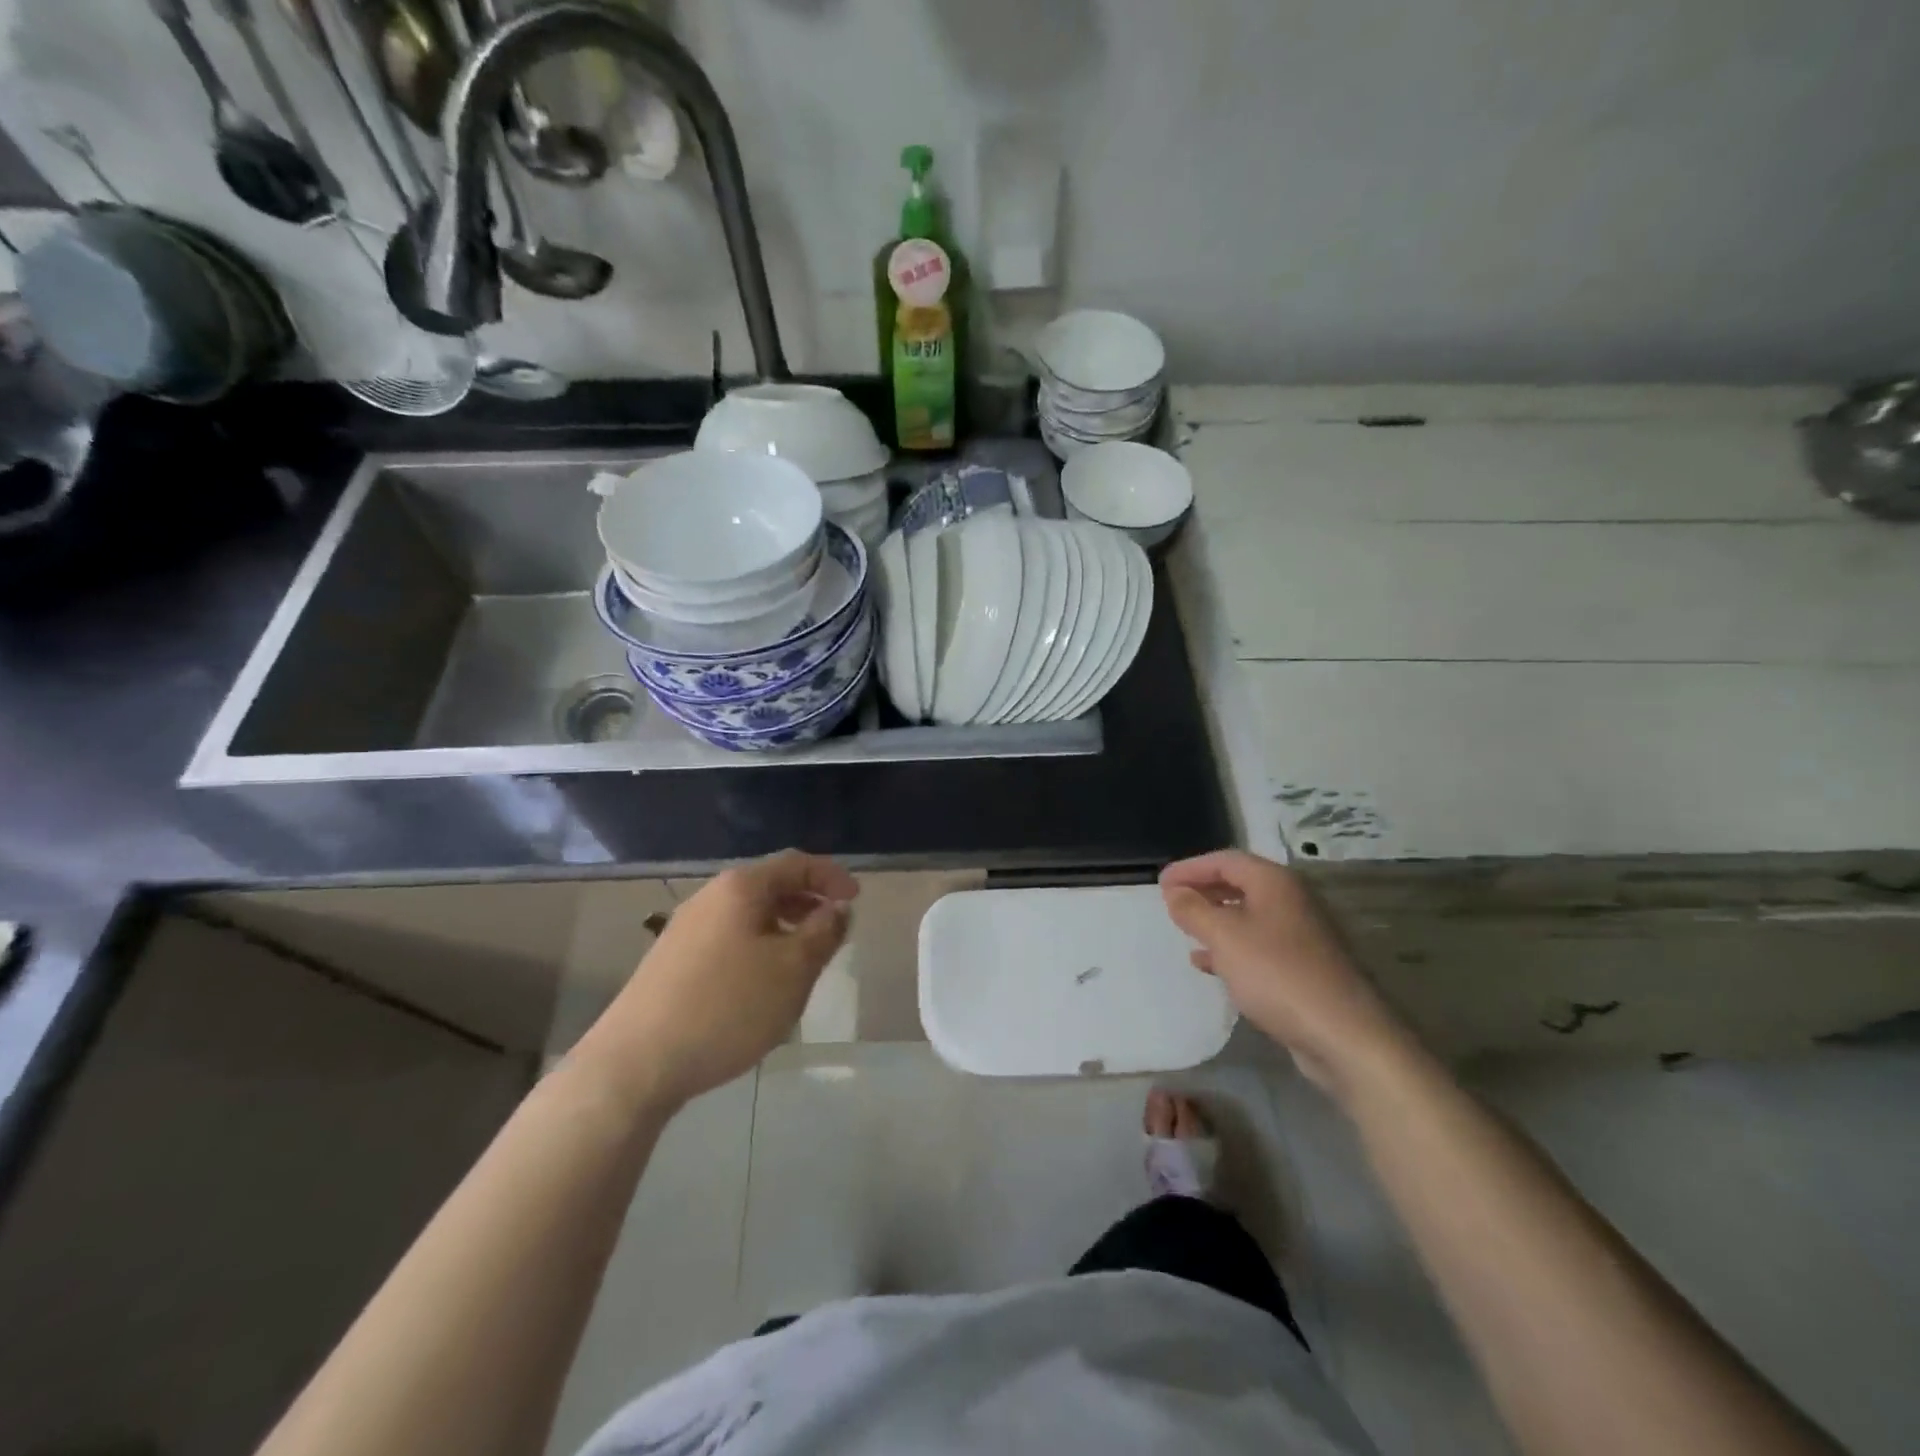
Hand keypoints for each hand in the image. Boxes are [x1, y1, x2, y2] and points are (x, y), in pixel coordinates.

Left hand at [583, 851, 857, 1107]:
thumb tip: (837, 909)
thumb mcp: (793, 970)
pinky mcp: (672, 961)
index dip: (831, 876)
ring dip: (784, 927)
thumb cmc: (727, 1007)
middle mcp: (710, 897)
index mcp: (740, 888)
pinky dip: (758, 946)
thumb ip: (823, 933)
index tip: (856, 899)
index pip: (796, 863)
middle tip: (834, 929)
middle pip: (770, 886)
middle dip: (808, 902)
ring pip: (748, 915)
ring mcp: (685, 929)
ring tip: (804, 960)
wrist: (636, 1063)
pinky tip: (762, 985)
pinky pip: (728, 939)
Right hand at [1160, 850, 1408, 1091]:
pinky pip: (1258, 945)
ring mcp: (1300, 935)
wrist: (1344, 1035)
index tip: (1160, 882)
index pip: (1225, 860)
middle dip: (1203, 890)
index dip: (1190, 868)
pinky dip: (1230, 948)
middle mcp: (1291, 901)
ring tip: (1184, 930)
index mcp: (1275, 883)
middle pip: (1239, 884)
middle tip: (1171, 902)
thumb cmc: (1278, 974)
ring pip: (1247, 916)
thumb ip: (1194, 910)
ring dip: (1214, 920)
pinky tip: (1210, 964)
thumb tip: (1175, 892)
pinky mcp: (1303, 967)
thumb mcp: (1224, 937)